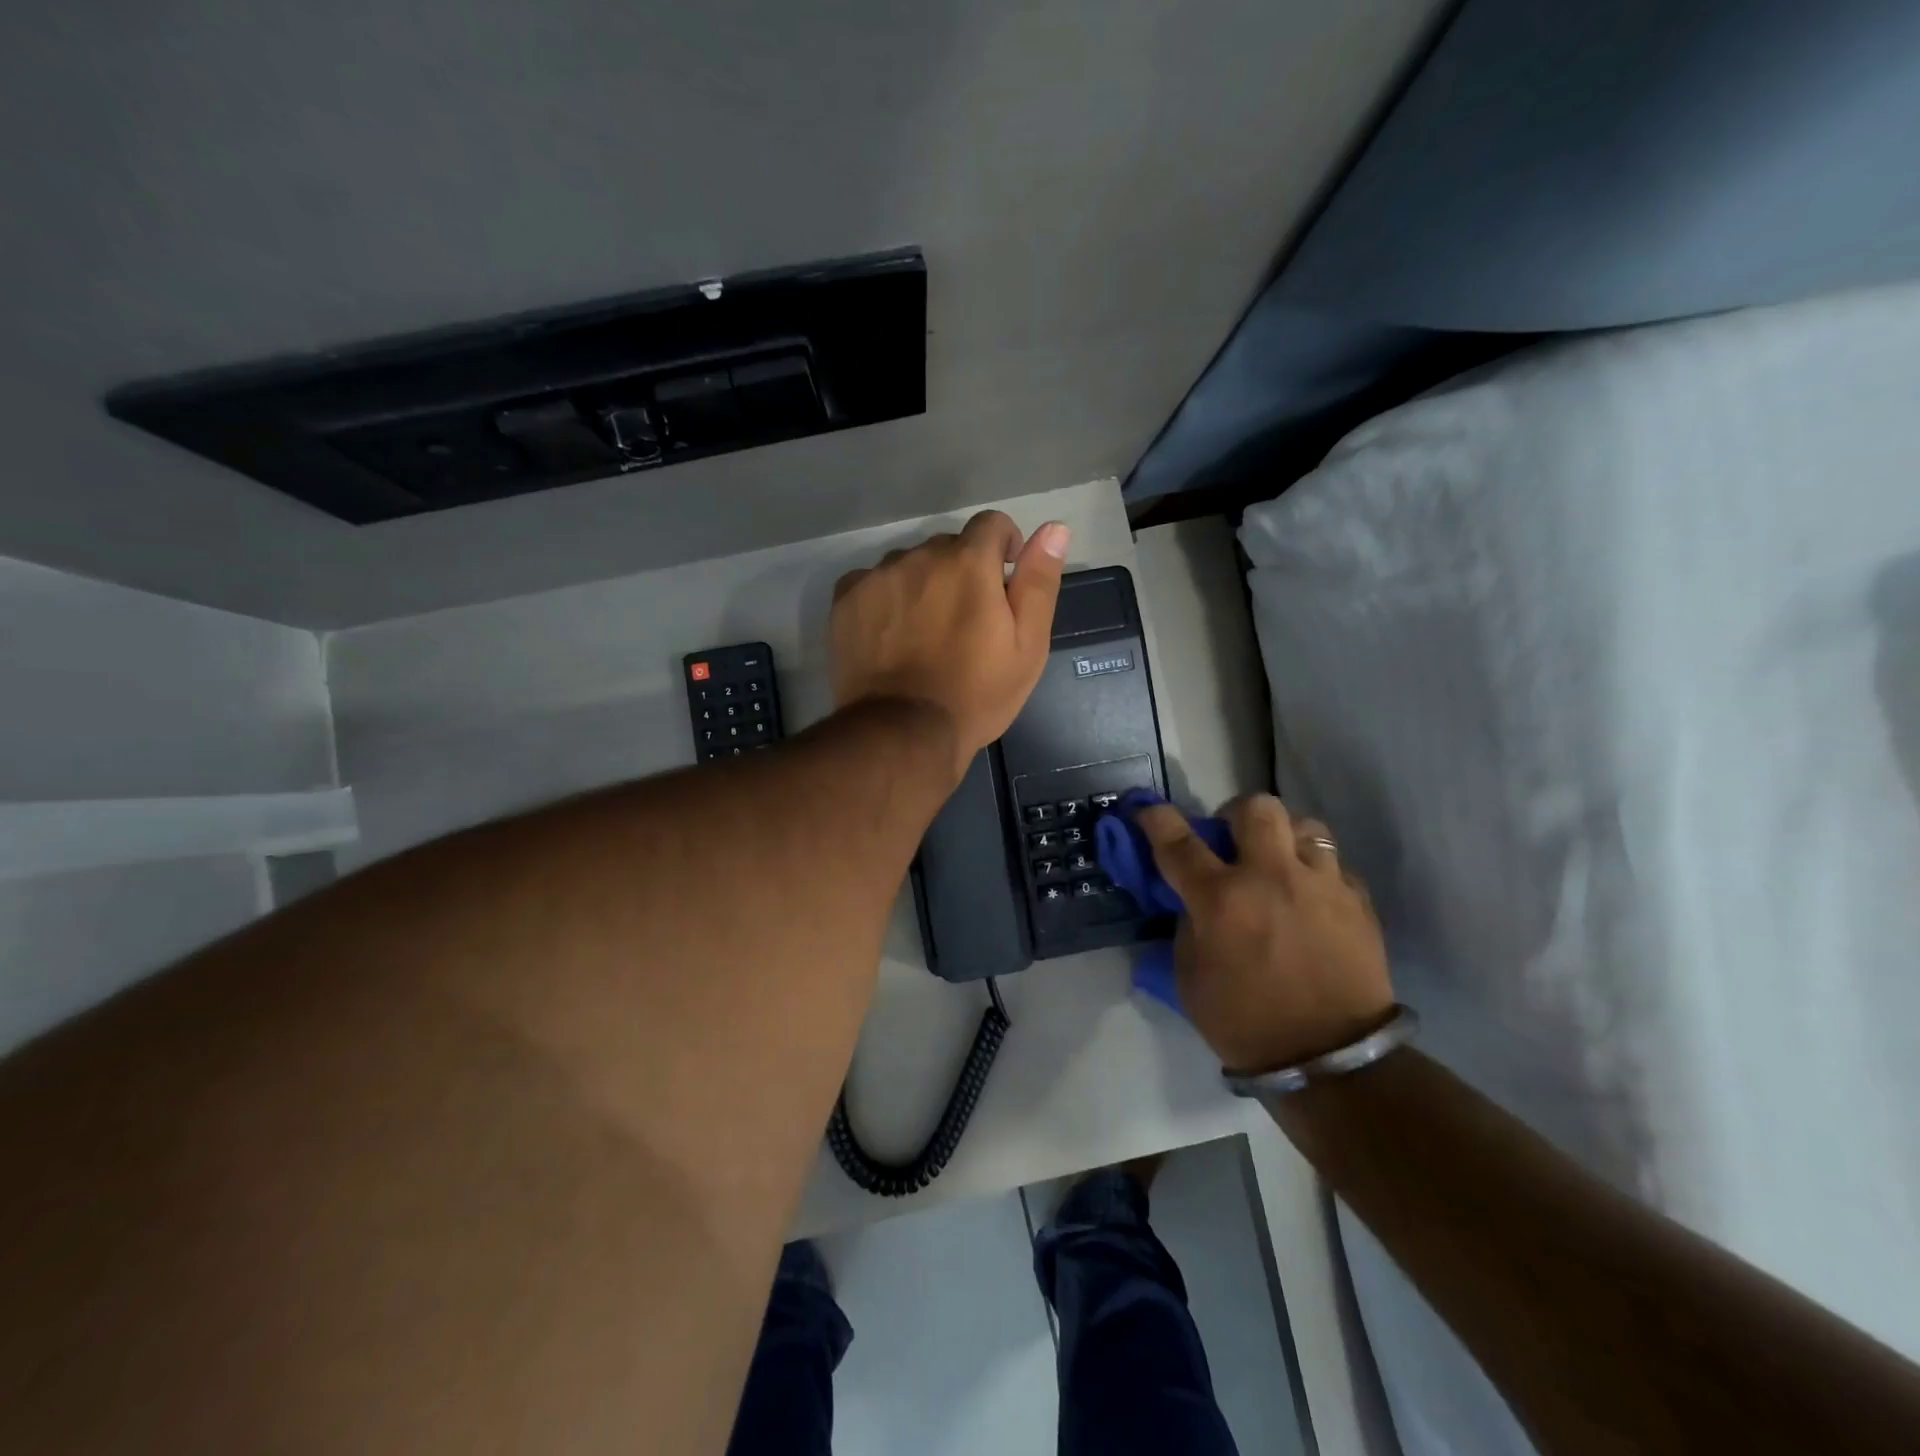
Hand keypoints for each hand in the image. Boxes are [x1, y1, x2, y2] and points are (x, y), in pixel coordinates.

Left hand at [831, 511, 1069, 777]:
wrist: (903, 733)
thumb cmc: (976, 694)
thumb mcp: (1027, 646)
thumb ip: (1039, 582)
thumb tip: (1054, 528)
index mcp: (968, 562)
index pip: (991, 524)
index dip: (1005, 546)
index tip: (1004, 579)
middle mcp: (920, 556)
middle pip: (947, 547)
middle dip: (962, 571)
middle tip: (965, 620)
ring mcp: (877, 577)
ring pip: (908, 564)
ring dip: (922, 583)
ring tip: (924, 631)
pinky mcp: (846, 600)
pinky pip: (871, 581)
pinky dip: (885, 597)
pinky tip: (890, 633)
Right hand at [1136, 795, 1393, 1072]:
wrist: (1331, 1060)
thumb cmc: (1246, 1023)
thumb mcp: (1190, 979)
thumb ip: (1187, 927)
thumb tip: (1194, 901)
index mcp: (1221, 898)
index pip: (1178, 840)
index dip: (1156, 818)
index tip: (1147, 810)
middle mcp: (1271, 877)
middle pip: (1255, 808)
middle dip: (1235, 814)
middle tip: (1232, 842)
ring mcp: (1321, 884)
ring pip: (1304, 825)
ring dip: (1283, 838)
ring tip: (1279, 865)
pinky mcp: (1358, 901)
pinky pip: (1333, 865)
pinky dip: (1315, 873)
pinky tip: (1311, 900)